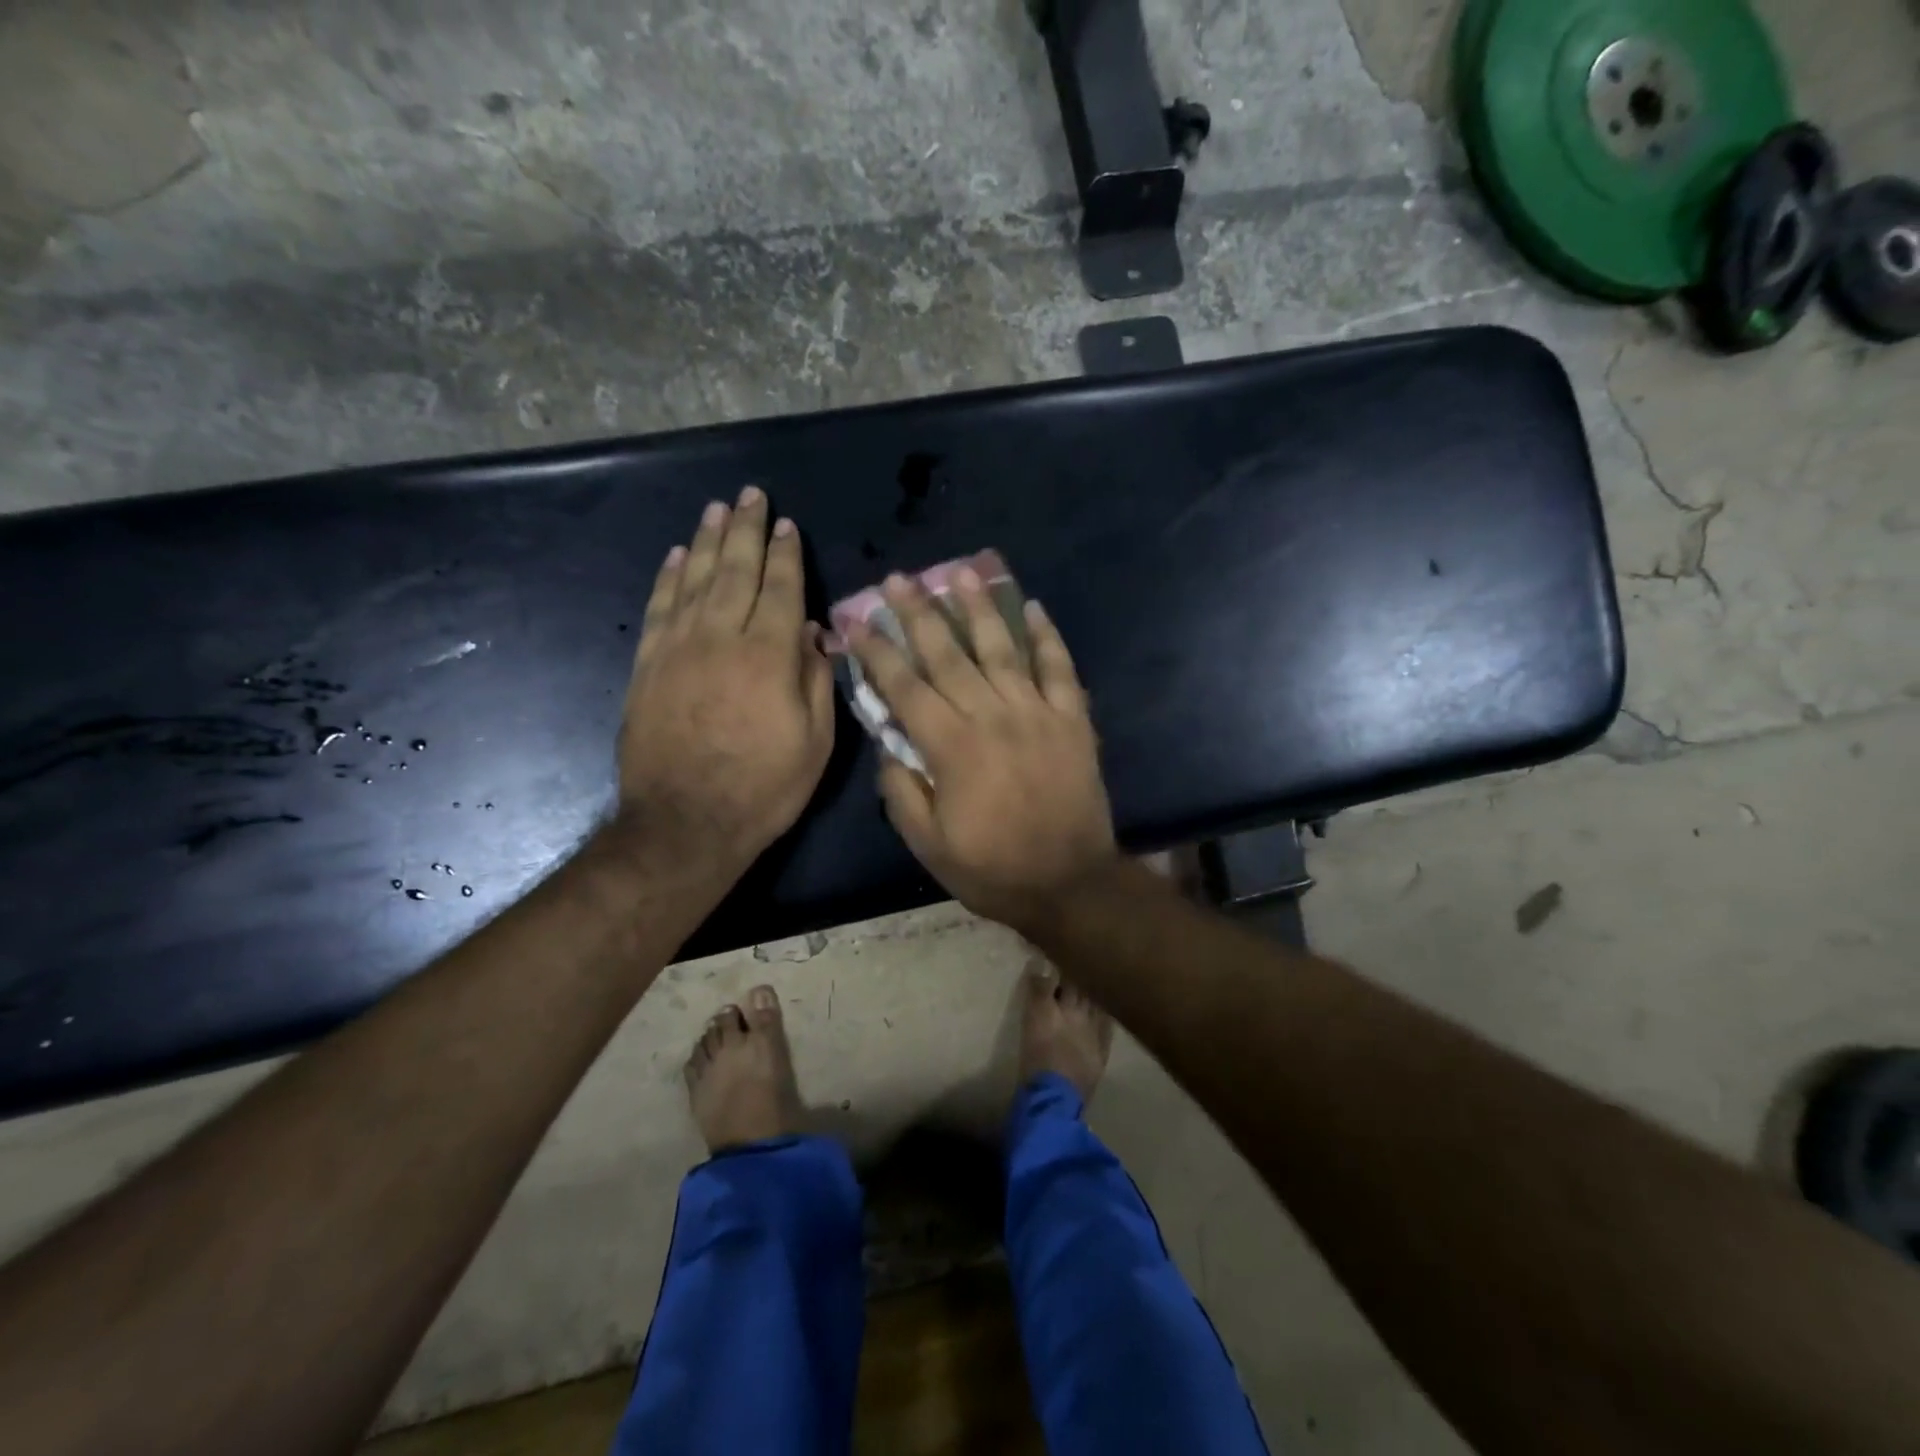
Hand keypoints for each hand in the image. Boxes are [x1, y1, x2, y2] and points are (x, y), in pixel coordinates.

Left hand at [618, 487, 834, 872]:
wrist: (685, 823)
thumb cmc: (763, 788)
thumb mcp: (816, 743)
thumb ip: (817, 681)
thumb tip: (816, 635)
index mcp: (769, 656)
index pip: (782, 590)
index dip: (786, 556)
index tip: (787, 525)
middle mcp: (722, 639)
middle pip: (735, 571)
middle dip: (746, 531)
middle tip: (750, 496)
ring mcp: (678, 649)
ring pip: (694, 580)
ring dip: (707, 541)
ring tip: (716, 510)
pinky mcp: (648, 666)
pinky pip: (659, 608)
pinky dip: (668, 577)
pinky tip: (676, 556)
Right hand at [845, 567, 1118, 932]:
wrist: (1070, 883)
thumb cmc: (993, 869)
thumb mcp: (928, 845)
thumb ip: (901, 792)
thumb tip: (888, 746)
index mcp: (952, 747)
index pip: (906, 687)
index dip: (879, 652)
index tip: (859, 621)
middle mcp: (992, 716)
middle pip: (948, 654)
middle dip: (919, 613)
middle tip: (899, 578)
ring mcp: (1037, 713)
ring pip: (1002, 649)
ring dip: (978, 608)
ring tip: (960, 572)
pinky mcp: (1073, 719)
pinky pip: (1060, 668)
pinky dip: (1047, 636)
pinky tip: (1032, 606)